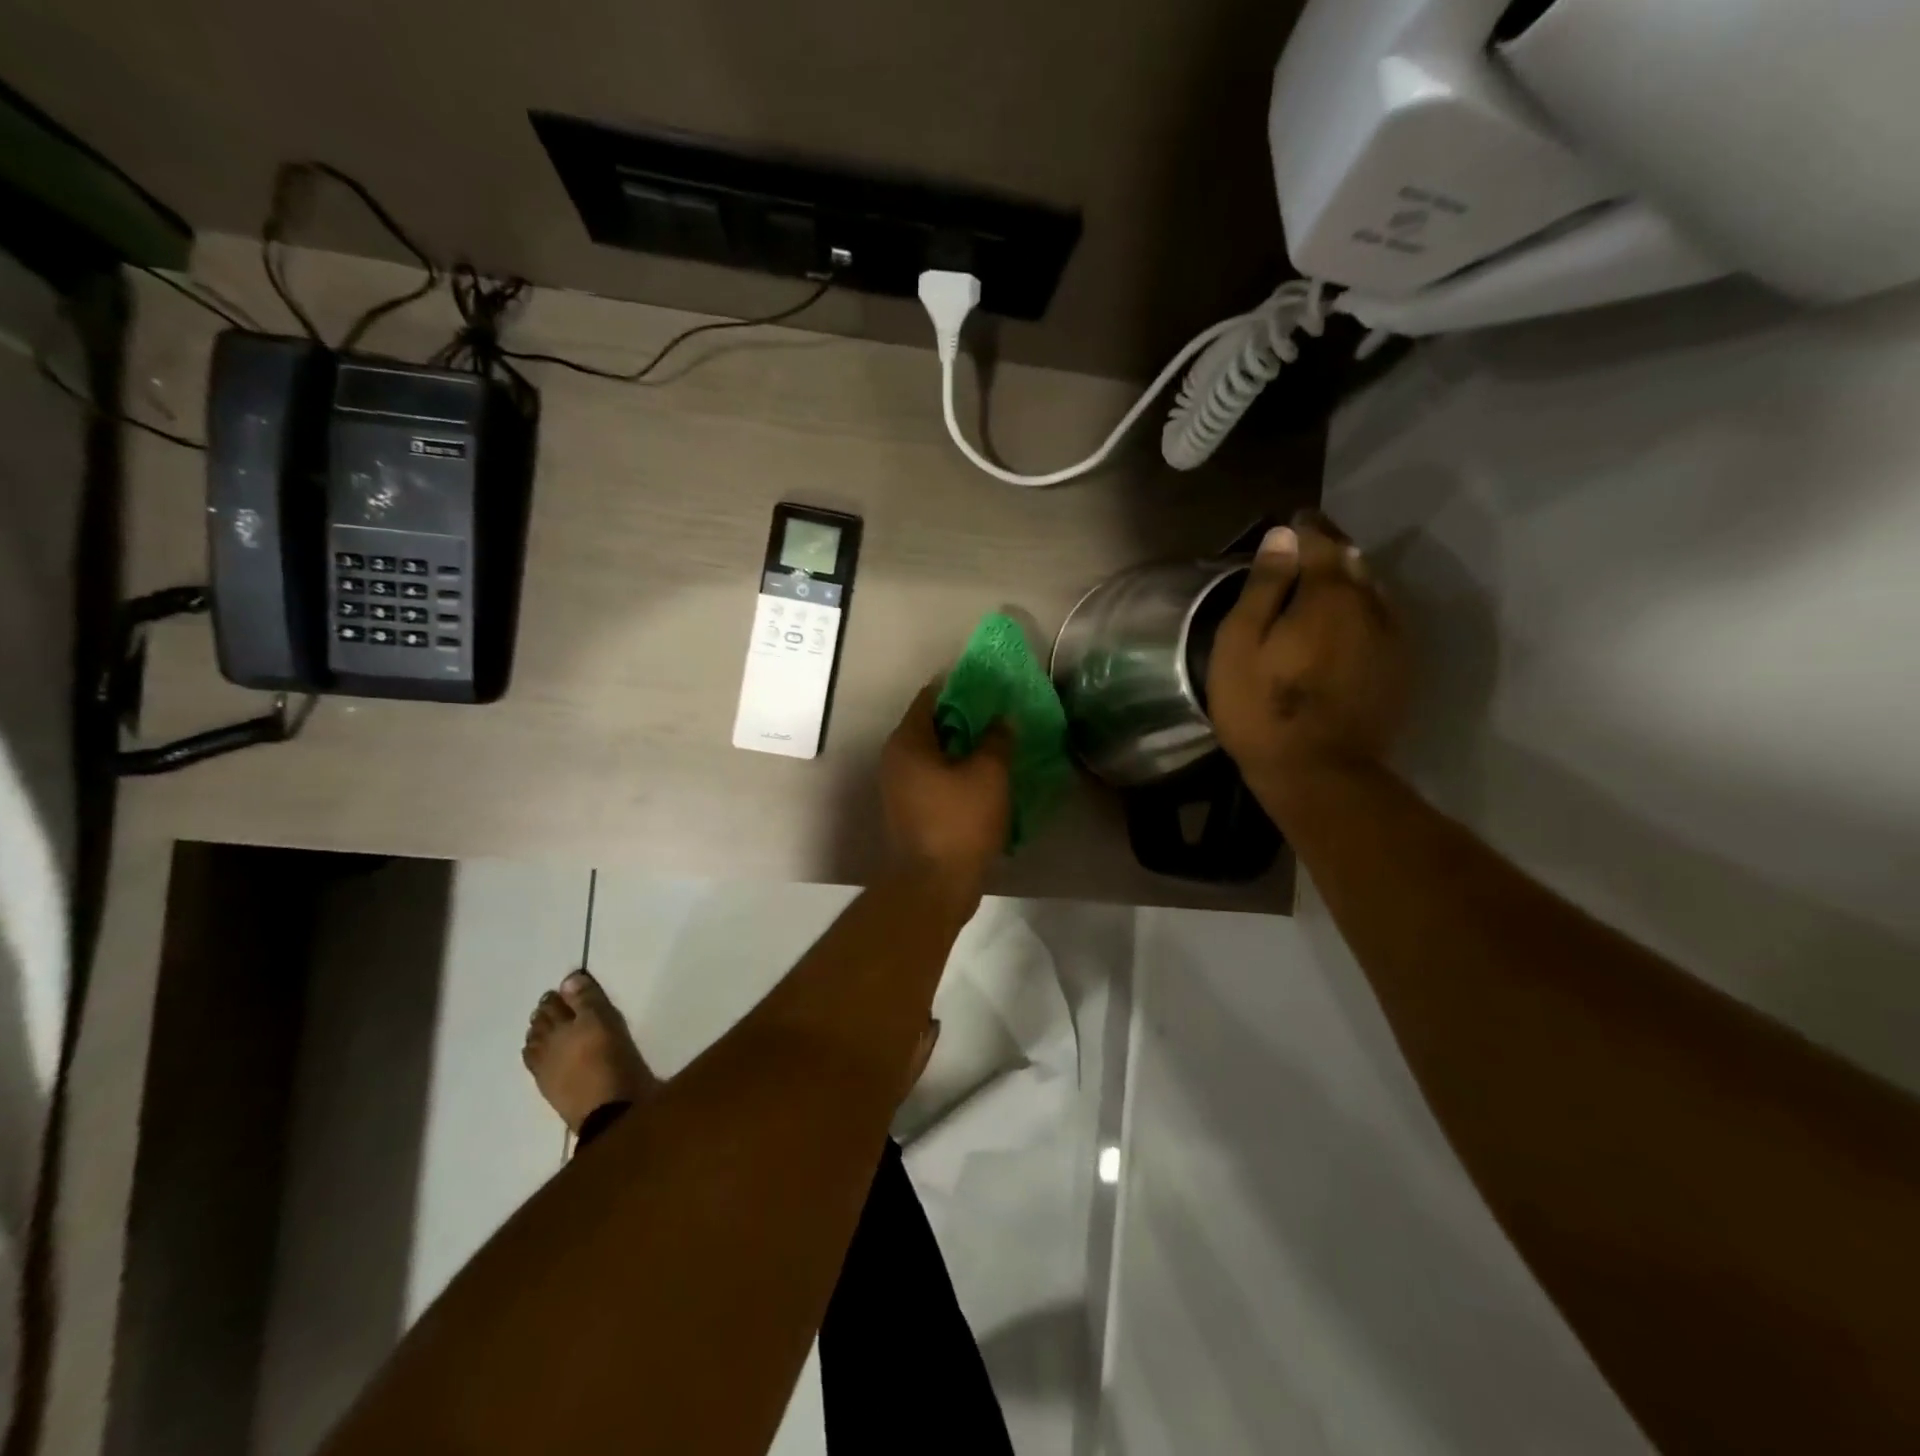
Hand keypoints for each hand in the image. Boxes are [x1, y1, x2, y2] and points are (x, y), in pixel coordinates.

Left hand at [881, 683, 1013, 891]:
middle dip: (965, 719)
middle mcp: (895, 760)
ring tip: (998, 744)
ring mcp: (899, 788)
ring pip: (934, 755)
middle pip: (932, 726)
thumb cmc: (959, 822)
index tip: (988, 685)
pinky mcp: (910, 811)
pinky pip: (935, 779)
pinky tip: (985, 777)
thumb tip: (1002, 719)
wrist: (934, 885)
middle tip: (999, 715)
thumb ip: (997, 740)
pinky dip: (957, 773)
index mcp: (907, 742)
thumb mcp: (988, 774)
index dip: (959, 687)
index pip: (930, 698)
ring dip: (963, 749)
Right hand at [1207, 512, 1407, 810]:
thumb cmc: (1262, 708)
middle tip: (1304, 549)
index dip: (1305, 527)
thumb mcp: (1241, 644)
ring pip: (1372, 591)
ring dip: (1349, 581)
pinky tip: (1344, 625)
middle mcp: (1372, 605)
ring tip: (1323, 585)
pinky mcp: (1400, 667)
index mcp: (1329, 595)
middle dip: (1330, 550)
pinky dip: (1362, 611)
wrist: (1320, 773)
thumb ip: (1264, 587)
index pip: (1321, 541)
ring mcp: (1393, 638)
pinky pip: (1382, 620)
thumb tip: (1283, 536)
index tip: (1291, 519)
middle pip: (1353, 561)